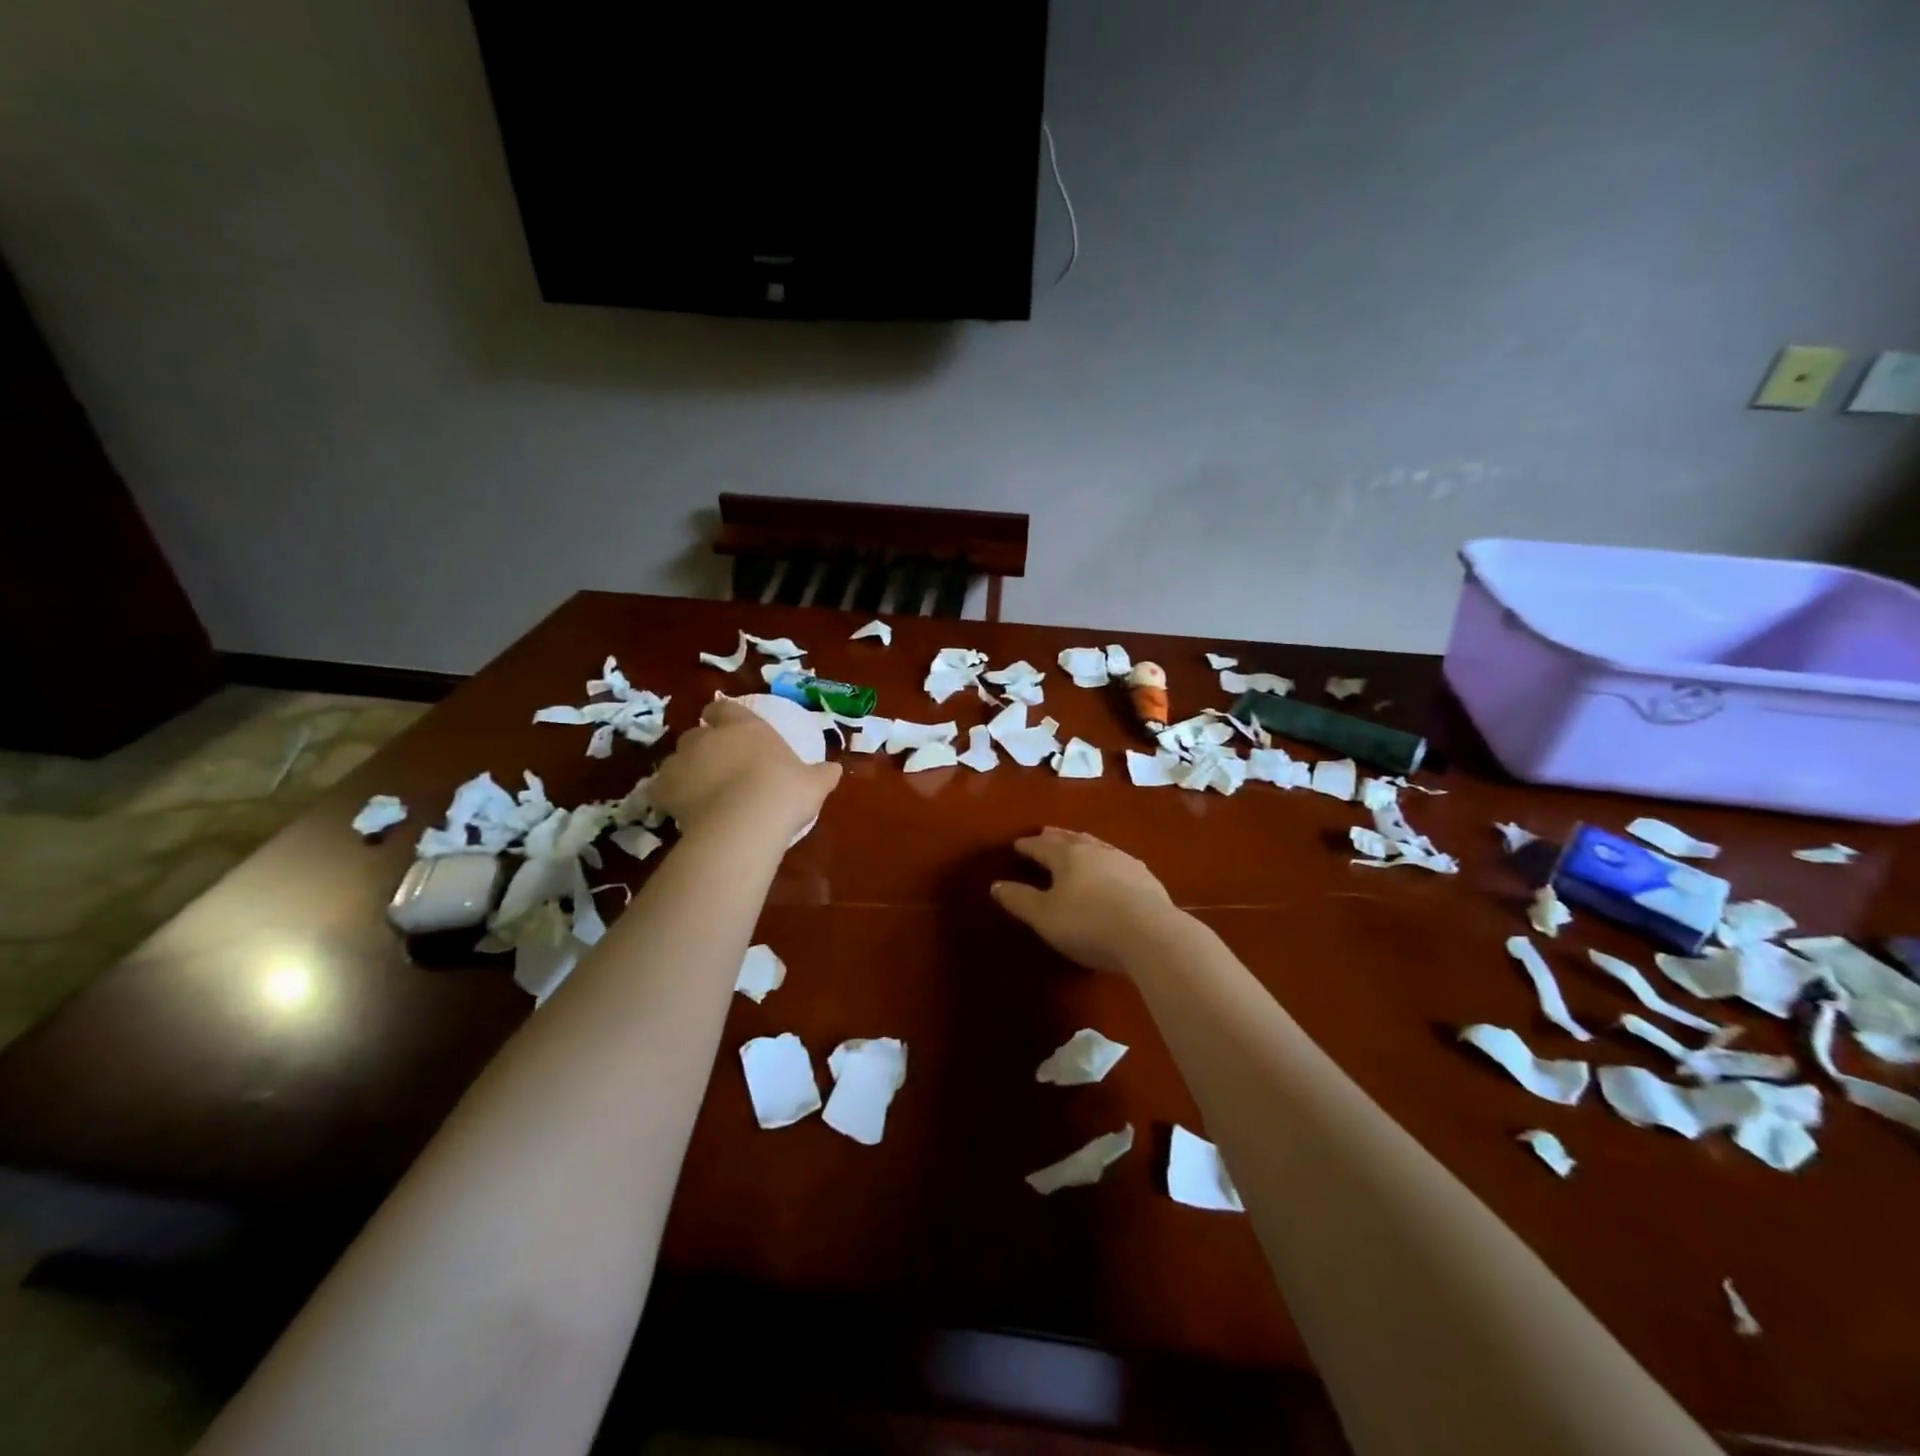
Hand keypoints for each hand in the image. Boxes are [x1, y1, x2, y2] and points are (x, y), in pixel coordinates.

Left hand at [651, 697, 841, 836]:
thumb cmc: (784, 791)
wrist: (747, 819)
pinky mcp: (664, 789)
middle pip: (696, 734)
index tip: (726, 726)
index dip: (722, 715)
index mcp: (744, 726)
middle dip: (703, 746)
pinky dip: (668, 796)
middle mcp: (708, 737)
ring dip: (685, 770)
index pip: (724, 707)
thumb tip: (836, 770)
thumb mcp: (813, 782)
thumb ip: (822, 773)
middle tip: (718, 766)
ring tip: (699, 792)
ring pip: (676, 760)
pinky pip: (660, 789)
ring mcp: (682, 761)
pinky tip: (681, 810)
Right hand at [991, 828, 1177, 974]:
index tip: (1017, 844)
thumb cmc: (1088, 924)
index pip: (1042, 846)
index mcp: (1067, 857)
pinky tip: (1112, 869)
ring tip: (1077, 844)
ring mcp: (1124, 862)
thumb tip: (996, 885)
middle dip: (1055, 837)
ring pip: (1097, 846)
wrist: (1151, 934)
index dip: (1028, 846)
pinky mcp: (1146, 878)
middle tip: (1045, 833)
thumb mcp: (1044, 917)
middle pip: (1071, 839)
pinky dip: (1106, 860)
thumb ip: (1019, 900)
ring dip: (1083, 844)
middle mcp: (1095, 851)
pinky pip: (1119, 861)